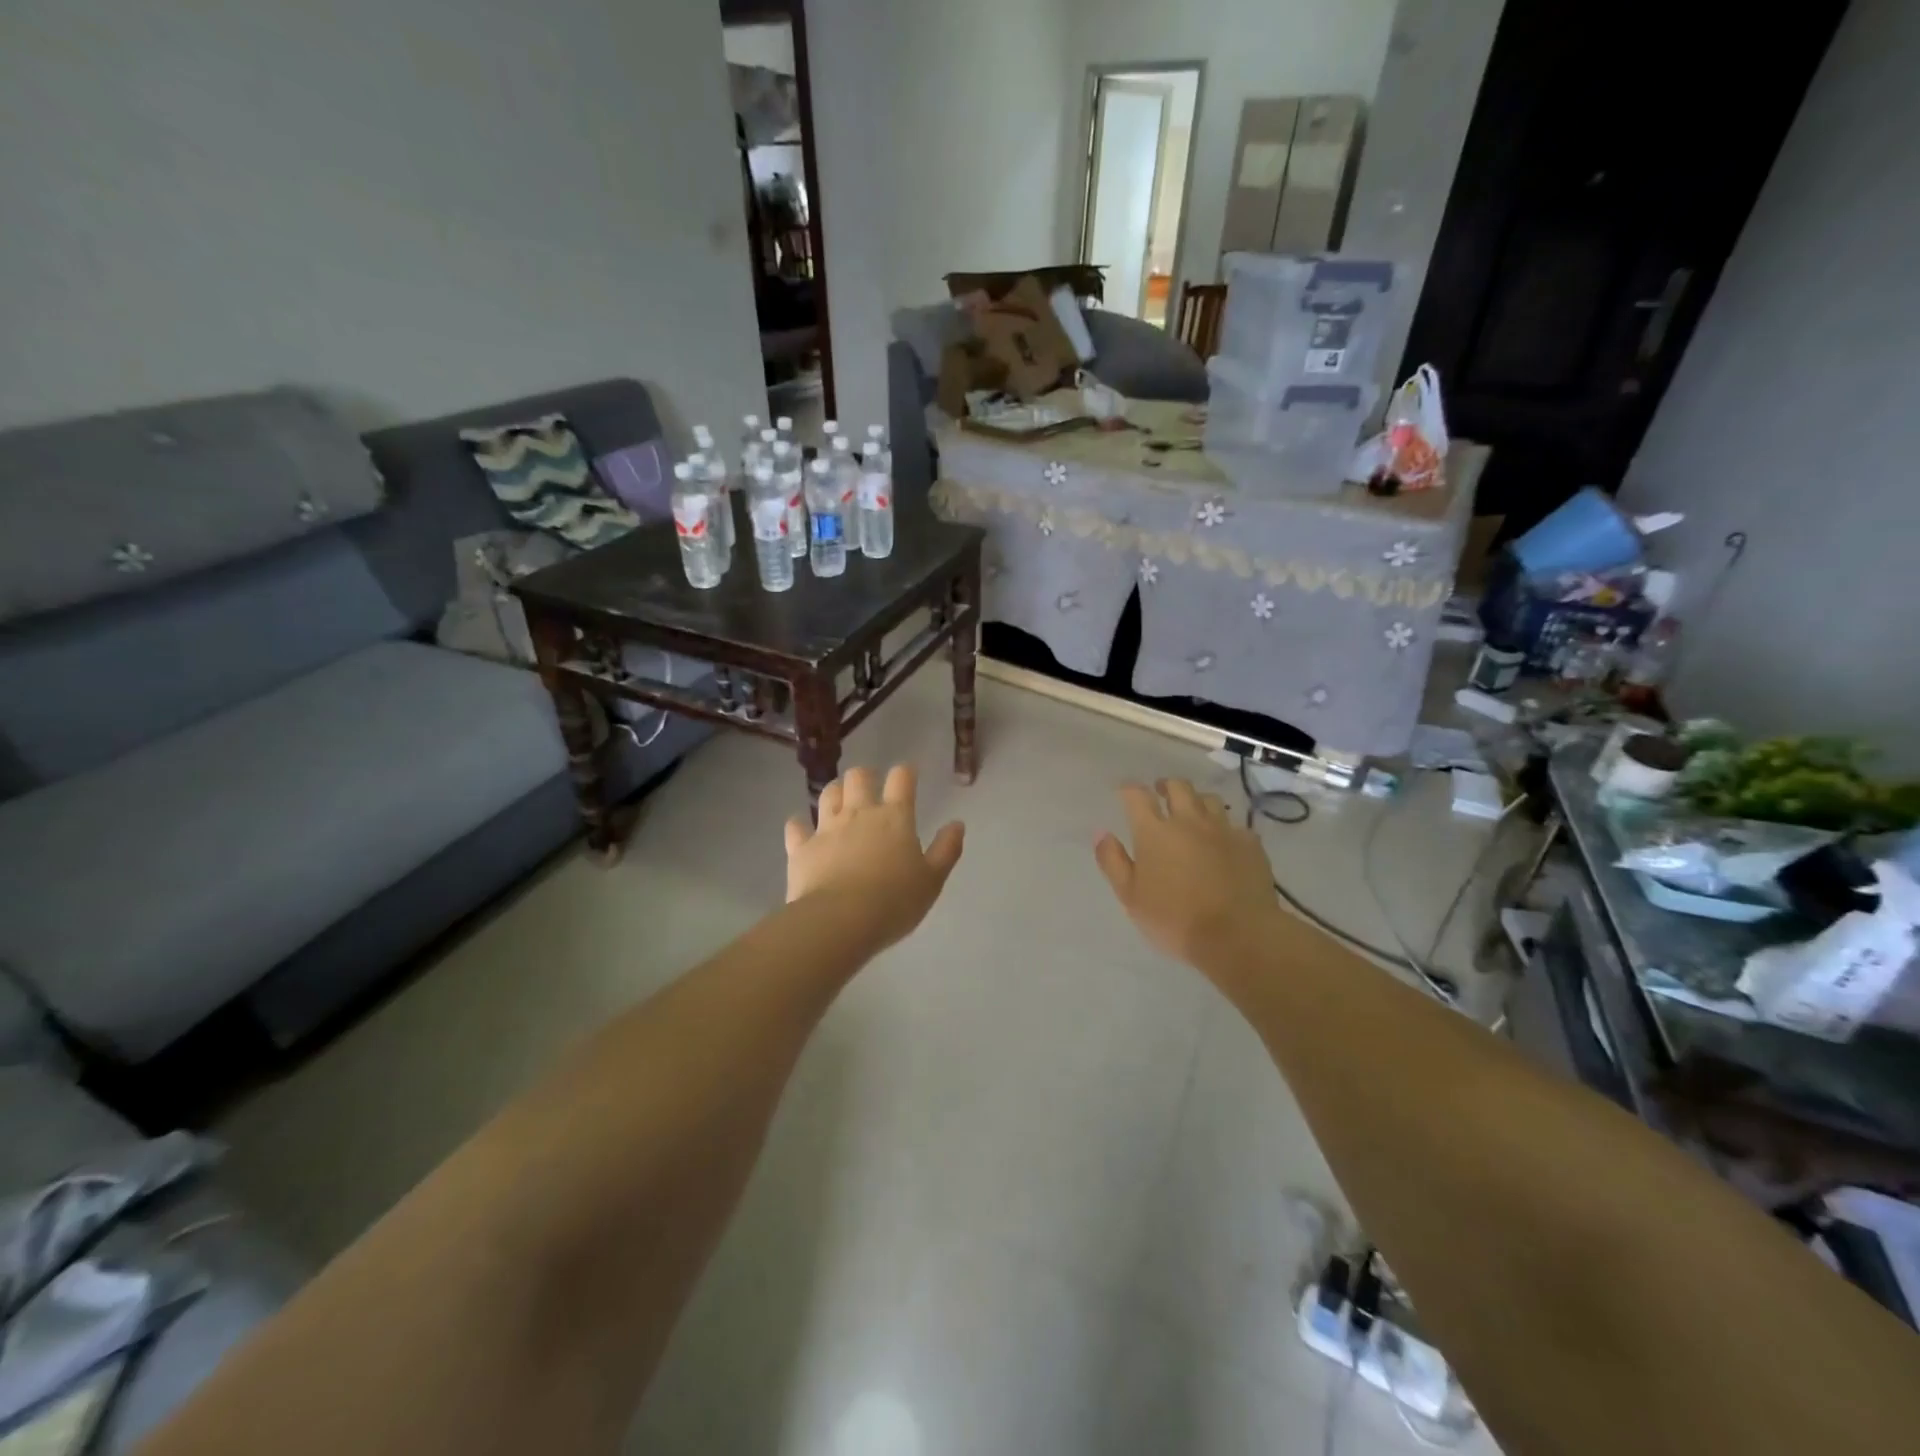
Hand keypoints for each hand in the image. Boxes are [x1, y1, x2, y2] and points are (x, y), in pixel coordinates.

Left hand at [785, 765, 965, 952]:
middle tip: (870, 790)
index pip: (901, 778)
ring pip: (828, 794)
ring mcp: (826, 828)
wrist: (840, 922)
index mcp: (895, 818)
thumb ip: (946, 849)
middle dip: (865, 777)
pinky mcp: (801, 848)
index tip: (907, 776)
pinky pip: (796, 827)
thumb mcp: (932, 880)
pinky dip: (799, 826)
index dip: (905, 773)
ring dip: (835, 793)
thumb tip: (957, 824)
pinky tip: (802, 831)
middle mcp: (859, 813)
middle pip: (859, 776)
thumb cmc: (894, 902)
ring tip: (840, 804)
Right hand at [1094, 779, 1277, 966]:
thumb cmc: (1175, 919)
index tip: (1124, 792)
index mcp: (1155, 832)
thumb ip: (1113, 861)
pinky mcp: (1250, 844)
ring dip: (1197, 801)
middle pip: (1178, 787)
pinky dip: (1225, 829)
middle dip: (1166, 785)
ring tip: (1193, 813)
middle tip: (1160, 793)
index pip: (1137, 796)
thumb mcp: (1131, 897)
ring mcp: (1223, 830)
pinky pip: (1235, 826)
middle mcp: (1189, 821)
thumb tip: (1102, 833)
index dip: (1128, 789)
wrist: (1238, 935)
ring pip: (1209, 799)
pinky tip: (1224, 842)